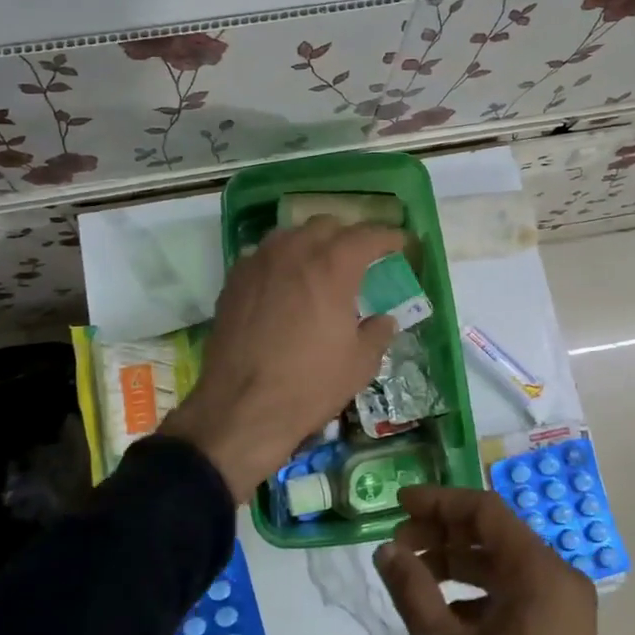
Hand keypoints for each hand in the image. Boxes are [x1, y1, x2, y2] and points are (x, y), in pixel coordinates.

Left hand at [162, 218, 401, 502]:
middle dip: (347, 236)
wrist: (241, 408)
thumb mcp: (359, 364)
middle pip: (326, 226)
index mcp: (332, 266)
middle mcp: (294, 252)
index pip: (367, 235)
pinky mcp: (233, 280)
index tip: (400, 243)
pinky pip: (263, 255)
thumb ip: (378, 333)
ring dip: (310, 243)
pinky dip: (280, 261)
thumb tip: (384, 320)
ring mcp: (258, 262)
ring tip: (319, 265)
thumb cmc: (309, 385)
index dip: (388, 236)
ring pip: (290, 234)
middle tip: (359, 257)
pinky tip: (284, 284)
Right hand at [373, 486, 619, 634]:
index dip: (438, 502)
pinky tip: (444, 614)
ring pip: (503, 565)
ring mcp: (565, 609)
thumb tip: (385, 549)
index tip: (399, 504)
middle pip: (494, 535)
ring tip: (415, 576)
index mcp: (540, 572)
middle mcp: (559, 579)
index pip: (485, 510)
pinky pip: (515, 593)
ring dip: (457, 564)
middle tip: (399, 547)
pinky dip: (478, 593)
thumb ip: (414, 591)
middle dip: (443, 534)